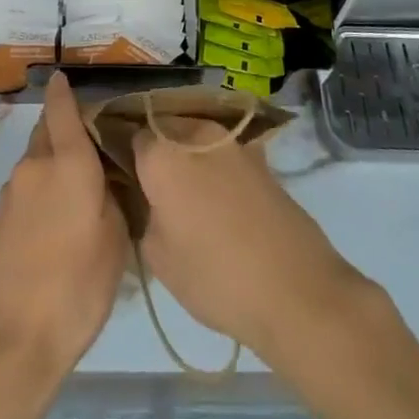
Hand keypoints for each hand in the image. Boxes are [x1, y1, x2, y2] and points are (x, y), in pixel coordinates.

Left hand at [0, 72, 127, 381]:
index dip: (62, 90)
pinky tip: (52, 227)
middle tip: (87, 149)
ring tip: (74, 196)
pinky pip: (24, 192)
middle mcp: (34, 166)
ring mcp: (10, 193)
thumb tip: (101, 182)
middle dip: (62, 131)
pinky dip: (38, 195)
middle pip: (46, 133)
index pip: (61, 109)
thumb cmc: (77, 287)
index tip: (62, 77)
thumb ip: (110, 199)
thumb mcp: (115, 242)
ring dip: (51, 167)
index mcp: (68, 163)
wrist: (13, 340)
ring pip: (34, 164)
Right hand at [133, 116, 368, 361]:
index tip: (123, 180)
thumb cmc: (215, 275)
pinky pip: (222, 153)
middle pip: (164, 131)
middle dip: (156, 152)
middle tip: (151, 189)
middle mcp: (194, 132)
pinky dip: (215, 168)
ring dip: (187, 158)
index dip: (125, 157)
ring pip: (194, 139)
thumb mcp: (157, 256)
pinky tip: (217, 202)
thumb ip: (142, 213)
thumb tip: (146, 198)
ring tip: (185, 197)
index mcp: (162, 151)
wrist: (295, 288)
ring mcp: (231, 141)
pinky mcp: (259, 157)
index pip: (130, 137)